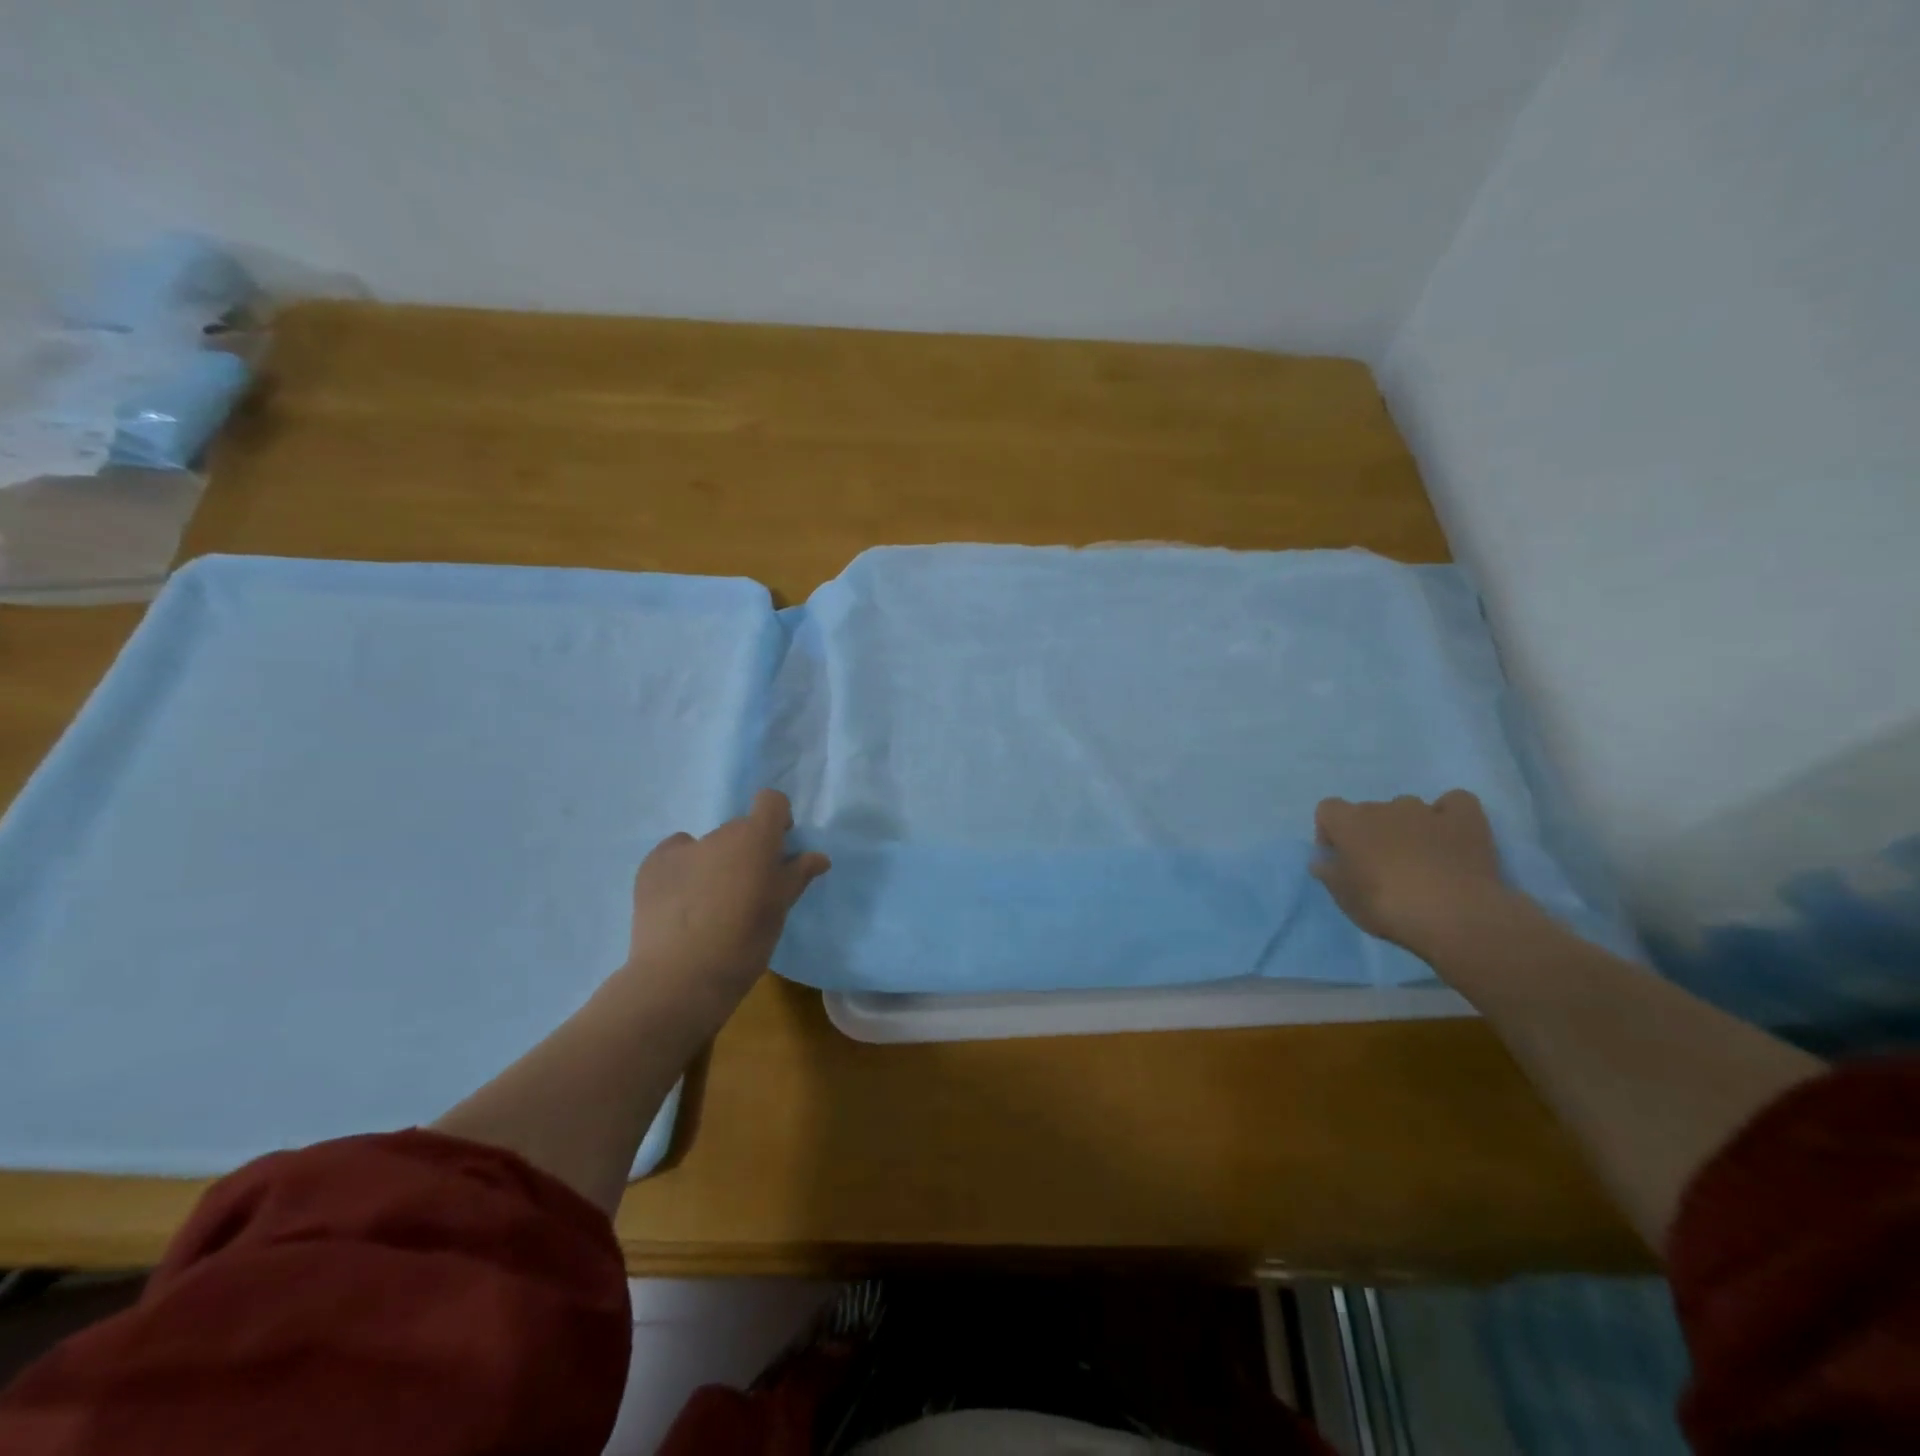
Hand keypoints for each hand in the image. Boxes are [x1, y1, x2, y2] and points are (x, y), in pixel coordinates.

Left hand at [624, 790, 829, 1018]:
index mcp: (755, 838)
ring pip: (708, 846)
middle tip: (748, 890)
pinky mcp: (651, 866)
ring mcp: (682, 848)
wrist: (680, 977)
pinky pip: (675, 857)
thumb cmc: (744, 942)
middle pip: (740, 829)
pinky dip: (682, 871)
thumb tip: (818, 857)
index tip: (779, 851)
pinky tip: (680, 904)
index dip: (777, 820)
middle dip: (747, 851)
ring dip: (715, 863)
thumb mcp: (780, 909)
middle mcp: (719, 834)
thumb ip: (798, 875)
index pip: (771, 801)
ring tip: (709, 905)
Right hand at [1312, 790, 1511, 954]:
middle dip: (1371, 833)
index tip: (1340, 859)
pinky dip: (1449, 814)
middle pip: (1369, 812)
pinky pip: (1454, 803)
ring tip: (1420, 859)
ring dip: (1407, 827)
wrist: (1455, 917)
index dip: (1330, 832)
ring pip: (1408, 809)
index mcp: (1349, 822)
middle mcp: (1385, 807)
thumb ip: (1329, 873)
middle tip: (1380, 868)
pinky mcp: (1466, 820)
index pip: (1328, 810)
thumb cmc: (1388, 907)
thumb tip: (1324, 861)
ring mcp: (1427, 811)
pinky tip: (1451, 836)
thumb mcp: (1344, 899)